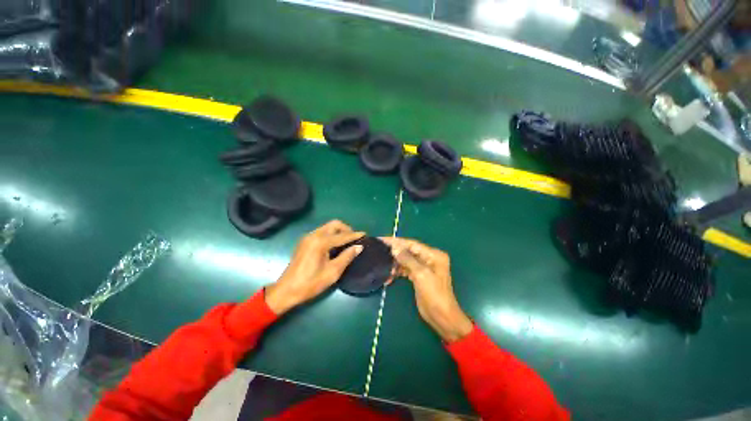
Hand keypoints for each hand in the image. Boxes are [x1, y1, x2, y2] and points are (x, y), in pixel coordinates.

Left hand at [265, 220, 363, 314]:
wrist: (286, 291)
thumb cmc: (310, 283)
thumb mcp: (332, 272)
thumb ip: (347, 257)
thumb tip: (359, 247)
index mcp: (320, 242)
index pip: (342, 236)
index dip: (355, 235)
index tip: (365, 234)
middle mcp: (313, 235)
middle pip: (334, 224)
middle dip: (346, 229)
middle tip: (354, 239)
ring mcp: (307, 237)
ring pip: (327, 227)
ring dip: (338, 231)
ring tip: (347, 241)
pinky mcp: (305, 241)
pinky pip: (321, 232)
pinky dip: (331, 234)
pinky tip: (335, 244)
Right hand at [381, 238, 472, 341]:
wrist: (442, 317)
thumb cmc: (434, 295)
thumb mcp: (421, 275)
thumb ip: (408, 259)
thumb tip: (395, 247)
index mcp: (433, 255)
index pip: (412, 244)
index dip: (397, 242)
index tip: (382, 240)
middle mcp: (429, 258)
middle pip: (408, 251)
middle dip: (395, 252)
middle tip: (379, 251)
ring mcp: (424, 268)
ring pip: (406, 260)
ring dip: (395, 264)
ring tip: (384, 267)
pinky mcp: (419, 276)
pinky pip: (406, 270)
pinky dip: (398, 272)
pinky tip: (389, 277)